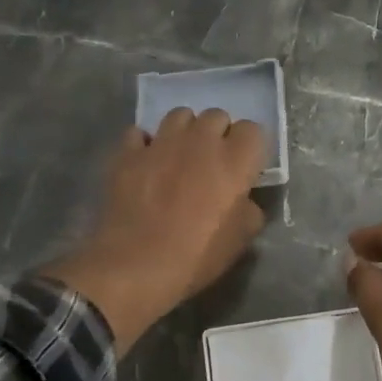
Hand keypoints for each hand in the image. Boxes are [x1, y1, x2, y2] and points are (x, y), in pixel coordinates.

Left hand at [43, 109, 266, 351]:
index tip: (245, 168)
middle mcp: (200, 141)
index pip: (253, 130)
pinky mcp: (128, 153)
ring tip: (180, 155)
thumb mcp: (240, 240)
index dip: (250, 147)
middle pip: (216, 116)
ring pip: (179, 115)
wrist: (136, 265)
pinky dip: (146, 143)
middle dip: (218, 134)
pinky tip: (146, 162)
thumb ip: (249, 209)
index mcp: (234, 160)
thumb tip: (243, 200)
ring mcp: (161, 143)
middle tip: (212, 162)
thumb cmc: (197, 256)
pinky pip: (139, 133)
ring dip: (185, 131)